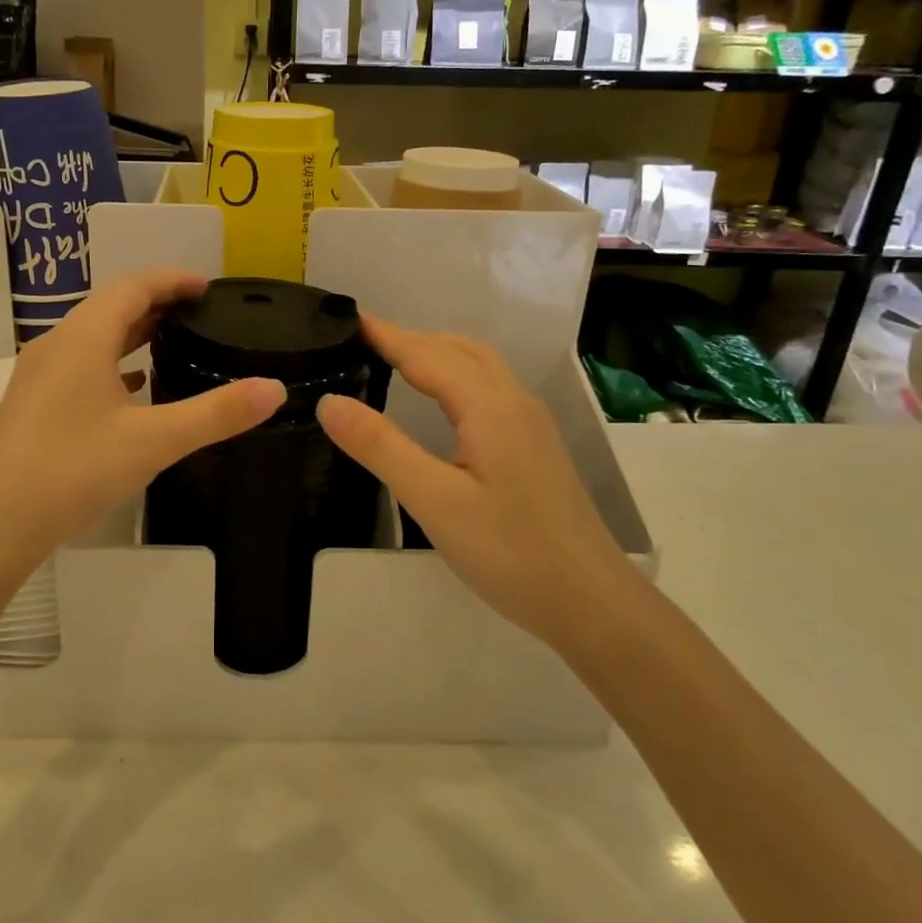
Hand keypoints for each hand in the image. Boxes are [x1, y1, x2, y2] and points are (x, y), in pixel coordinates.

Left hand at [0, 270, 284, 562]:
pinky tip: (133, 387)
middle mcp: (57, 345)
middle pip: (111, 306)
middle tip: (198, 313)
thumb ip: (216, 414)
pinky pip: (80, 364)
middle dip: (156, 302)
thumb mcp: (154, 441)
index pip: (133, 286)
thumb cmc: (74, 471)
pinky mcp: (32, 403)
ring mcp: (39, 374)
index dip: (173, 280)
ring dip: (132, 331)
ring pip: (93, 336)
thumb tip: (275, 389)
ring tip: (172, 341)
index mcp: (83, 338)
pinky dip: (112, 362)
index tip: (209, 288)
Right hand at [316, 318, 634, 648]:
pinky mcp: (535, 447)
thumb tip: (330, 401)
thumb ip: (381, 447)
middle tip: (363, 342)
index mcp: (489, 406)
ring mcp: (530, 424)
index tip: (347, 320)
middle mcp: (514, 402)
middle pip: (458, 350)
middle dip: (410, 338)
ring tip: (396, 361)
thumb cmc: (510, 551)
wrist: (591, 602)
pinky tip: (442, 403)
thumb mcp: (434, 501)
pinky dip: (456, 375)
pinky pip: (490, 389)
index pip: (427, 354)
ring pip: (479, 367)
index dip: (386, 335)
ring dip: (437, 353)